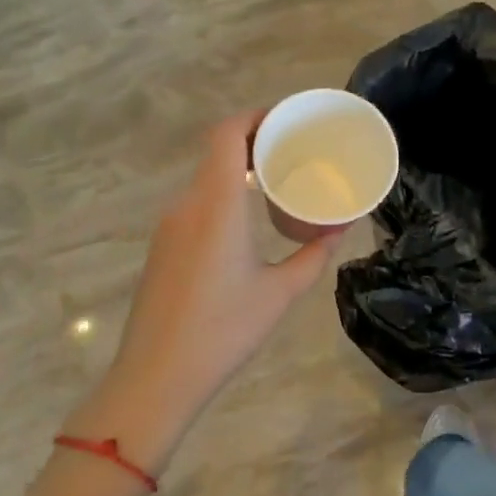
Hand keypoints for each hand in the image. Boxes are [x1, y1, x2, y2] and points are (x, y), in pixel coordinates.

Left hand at [73, 112, 340, 471]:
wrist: (154, 378)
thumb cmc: (223, 331)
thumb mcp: (280, 294)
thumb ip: (313, 256)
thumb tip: (340, 230)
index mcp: (218, 204)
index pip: (227, 135)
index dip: (254, 117)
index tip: (285, 119)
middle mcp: (188, 204)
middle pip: (216, 151)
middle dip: (253, 141)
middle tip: (292, 150)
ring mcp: (170, 225)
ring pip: (206, 178)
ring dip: (237, 170)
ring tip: (275, 181)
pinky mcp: (162, 245)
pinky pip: (196, 203)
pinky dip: (223, 195)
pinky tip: (245, 220)